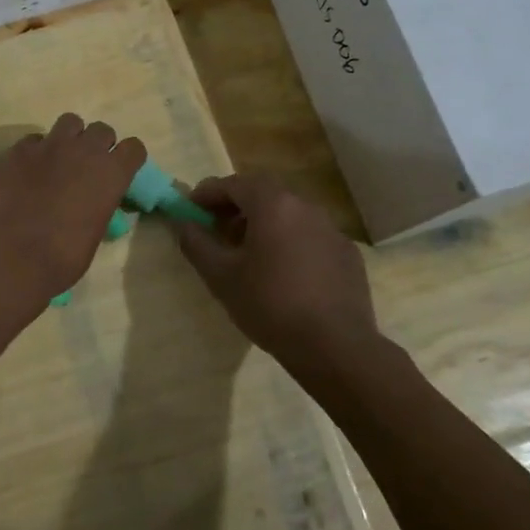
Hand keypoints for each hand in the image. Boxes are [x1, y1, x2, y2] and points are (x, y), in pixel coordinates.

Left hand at [0, 114, 146, 308]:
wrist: (10, 256)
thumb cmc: (61, 258)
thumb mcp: (93, 234)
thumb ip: (97, 206)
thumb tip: (89, 204)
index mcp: (111, 174)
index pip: (134, 148)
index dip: (127, 158)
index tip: (119, 170)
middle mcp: (84, 151)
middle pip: (101, 130)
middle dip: (97, 145)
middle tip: (85, 167)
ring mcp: (49, 146)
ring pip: (69, 122)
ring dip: (68, 138)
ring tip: (57, 159)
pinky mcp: (17, 150)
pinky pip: (33, 140)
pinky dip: (35, 151)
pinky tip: (26, 171)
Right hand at [172, 172, 386, 373]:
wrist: (335, 346)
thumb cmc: (270, 304)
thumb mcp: (221, 276)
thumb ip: (197, 243)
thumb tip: (182, 223)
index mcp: (273, 205)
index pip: (233, 184)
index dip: (207, 193)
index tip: (190, 208)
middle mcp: (305, 207)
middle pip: (263, 193)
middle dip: (235, 205)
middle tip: (216, 227)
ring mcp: (331, 230)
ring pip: (289, 214)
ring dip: (263, 222)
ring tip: (247, 251)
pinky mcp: (347, 254)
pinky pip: (310, 236)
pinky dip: (289, 241)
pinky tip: (283, 271)